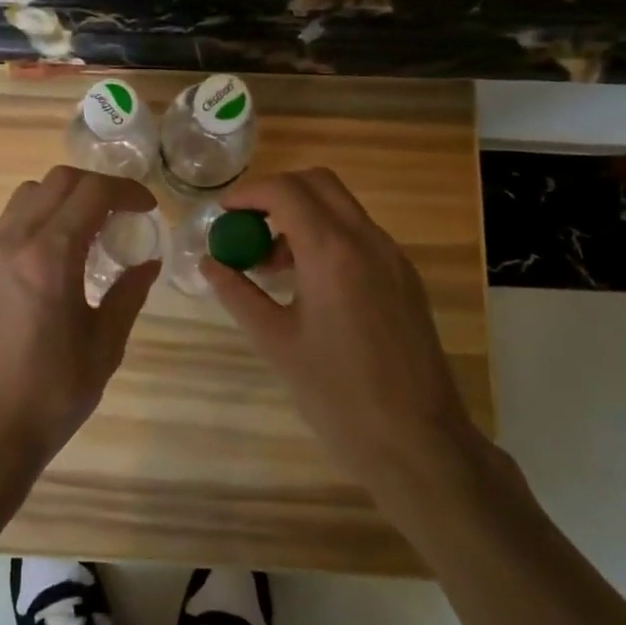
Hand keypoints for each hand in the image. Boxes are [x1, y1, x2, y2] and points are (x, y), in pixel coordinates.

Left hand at [0, 166, 160, 480]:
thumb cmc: (52, 394)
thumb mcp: (105, 345)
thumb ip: (129, 294)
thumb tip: (148, 262)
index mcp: (49, 257)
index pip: (91, 192)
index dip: (126, 190)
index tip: (147, 208)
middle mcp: (13, 242)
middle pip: (57, 181)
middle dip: (96, 187)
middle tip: (122, 214)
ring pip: (27, 195)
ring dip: (63, 198)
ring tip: (88, 231)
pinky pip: (9, 223)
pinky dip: (38, 219)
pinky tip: (55, 257)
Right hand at [205, 168, 479, 498]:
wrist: (417, 441)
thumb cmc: (337, 394)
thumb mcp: (275, 341)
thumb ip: (238, 293)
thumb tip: (209, 262)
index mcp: (332, 252)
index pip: (286, 191)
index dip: (249, 194)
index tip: (223, 213)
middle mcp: (368, 241)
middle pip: (319, 183)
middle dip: (277, 193)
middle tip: (246, 224)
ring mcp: (393, 258)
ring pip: (342, 207)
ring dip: (303, 215)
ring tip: (271, 262)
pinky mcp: (405, 278)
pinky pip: (360, 235)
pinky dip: (328, 237)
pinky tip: (309, 283)